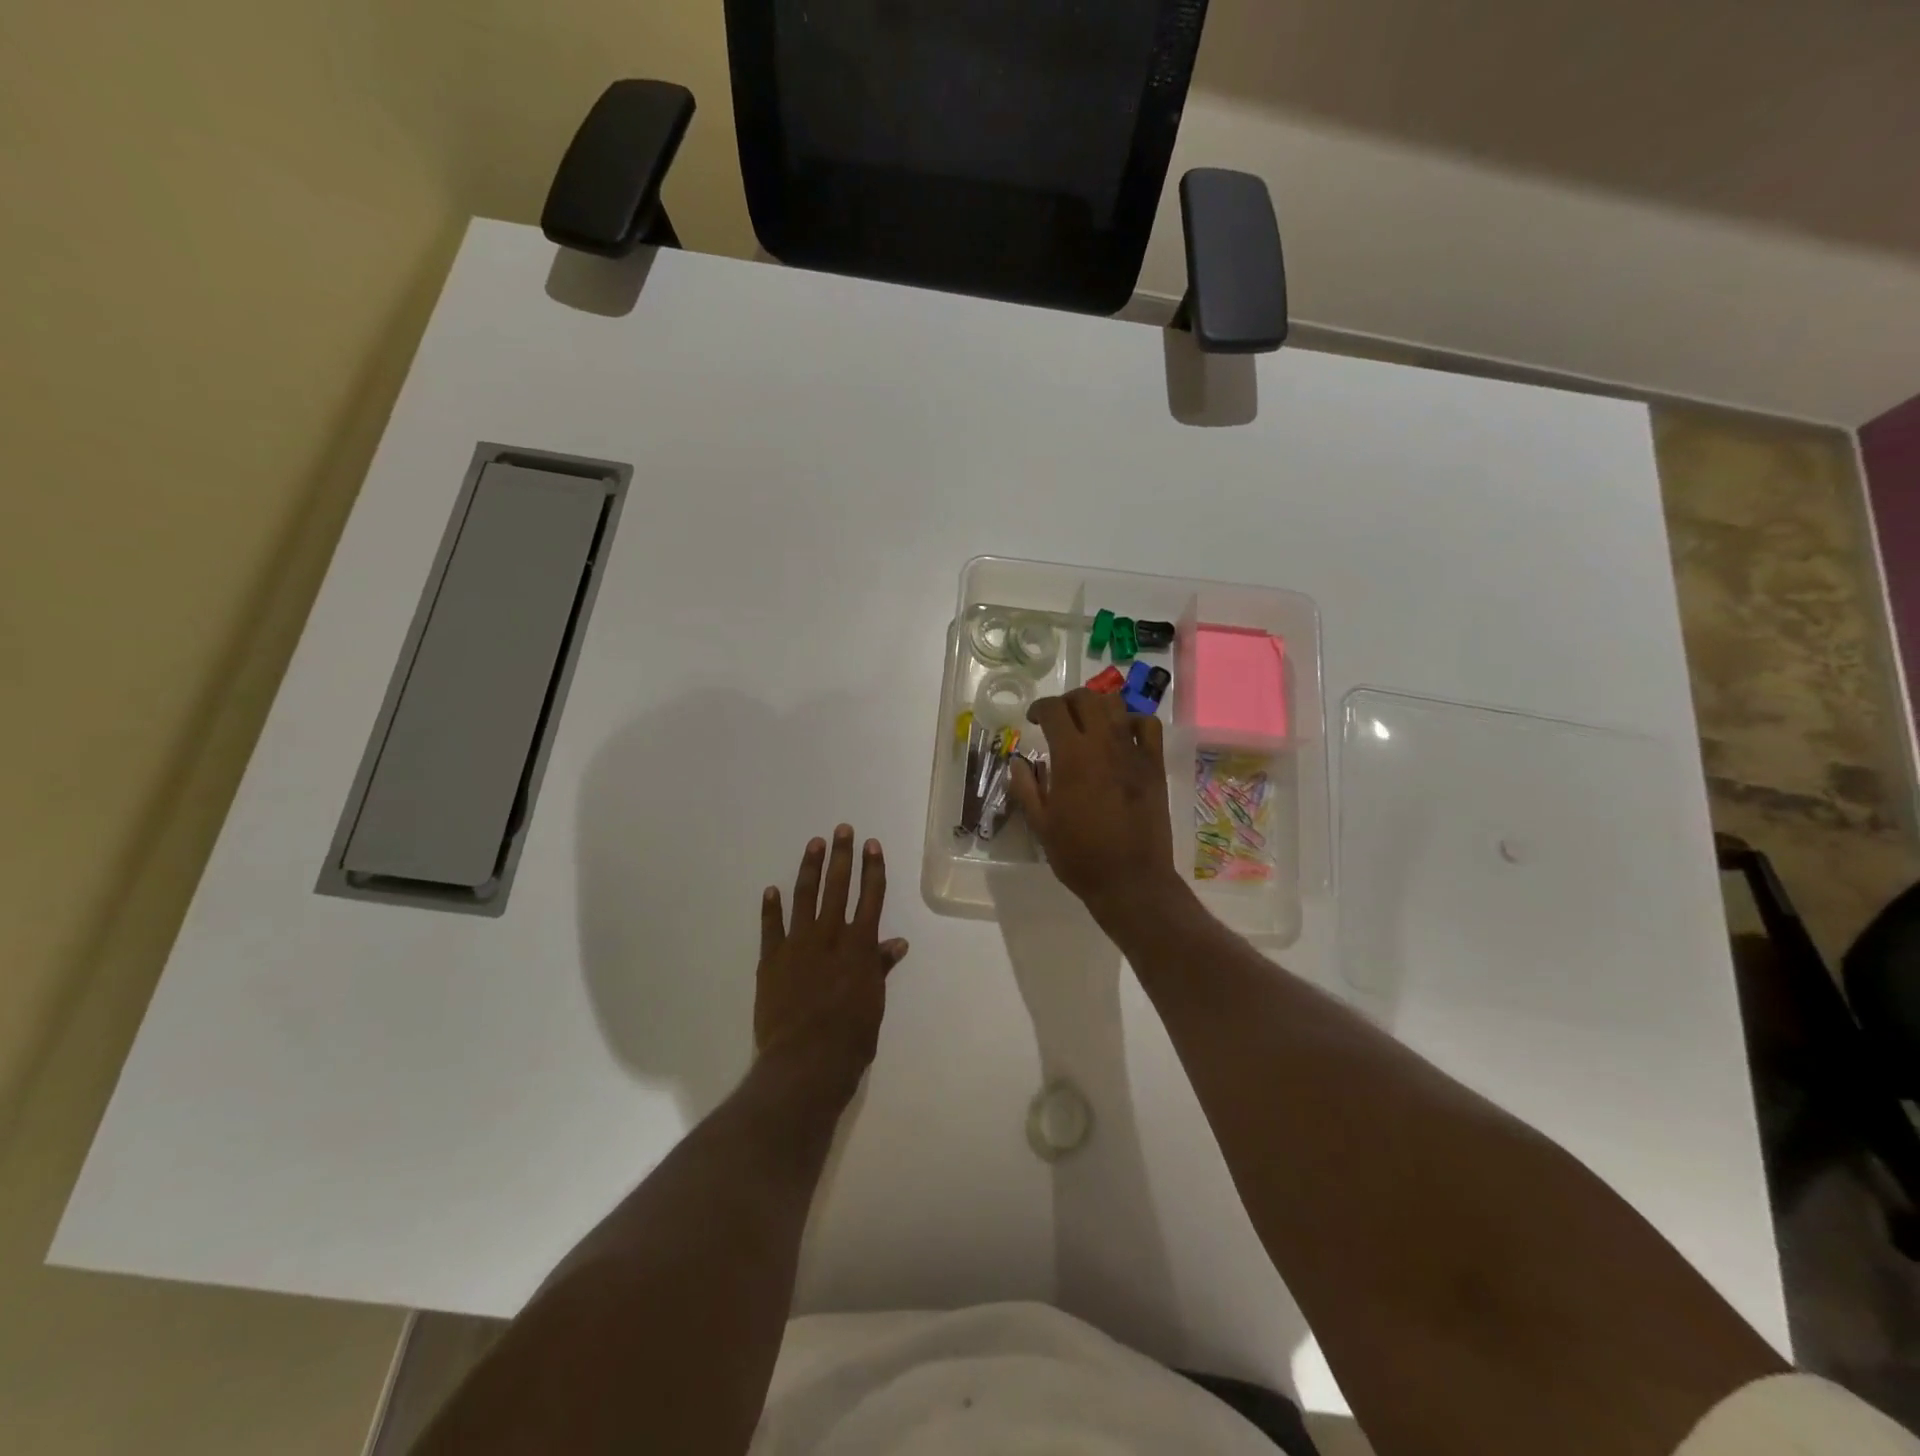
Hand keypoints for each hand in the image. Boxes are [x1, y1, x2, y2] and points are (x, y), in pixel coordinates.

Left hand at [754, 826, 908, 1089]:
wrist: (805, 1061)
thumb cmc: (850, 1037)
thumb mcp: (874, 1002)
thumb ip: (880, 968)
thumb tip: (897, 944)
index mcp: (860, 946)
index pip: (870, 897)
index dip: (873, 869)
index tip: (872, 845)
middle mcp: (830, 937)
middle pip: (838, 887)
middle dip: (841, 856)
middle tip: (842, 829)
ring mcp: (797, 946)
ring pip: (805, 897)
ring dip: (810, 869)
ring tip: (814, 844)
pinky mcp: (771, 961)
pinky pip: (770, 928)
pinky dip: (771, 908)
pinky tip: (772, 889)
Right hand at [1010, 689, 1181, 917]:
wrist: (1130, 880)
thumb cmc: (1079, 856)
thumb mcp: (1041, 825)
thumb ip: (1026, 787)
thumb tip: (1018, 762)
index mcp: (1071, 757)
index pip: (1054, 710)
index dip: (1040, 708)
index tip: (1033, 720)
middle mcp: (1103, 744)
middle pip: (1086, 698)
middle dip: (1067, 702)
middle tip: (1058, 720)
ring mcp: (1133, 752)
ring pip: (1116, 705)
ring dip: (1097, 707)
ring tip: (1088, 724)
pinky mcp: (1154, 765)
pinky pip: (1148, 725)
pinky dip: (1132, 721)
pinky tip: (1122, 736)